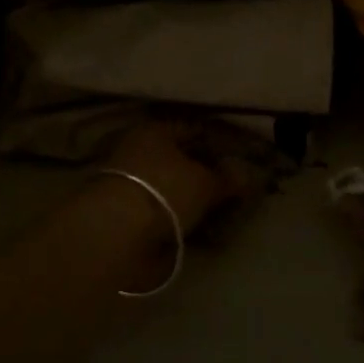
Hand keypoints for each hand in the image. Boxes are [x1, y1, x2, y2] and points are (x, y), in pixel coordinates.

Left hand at [99, 121, 254, 234]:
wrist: (115, 233)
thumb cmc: (164, 191)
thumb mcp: (205, 183)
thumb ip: (227, 179)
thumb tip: (247, 176)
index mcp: (155, 130)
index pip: (192, 129)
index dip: (218, 143)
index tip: (239, 159)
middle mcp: (137, 149)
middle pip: (179, 159)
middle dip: (204, 174)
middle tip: (231, 190)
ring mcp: (127, 182)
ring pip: (169, 187)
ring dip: (190, 200)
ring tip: (218, 217)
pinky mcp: (122, 213)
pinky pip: (159, 211)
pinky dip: (176, 220)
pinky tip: (197, 233)